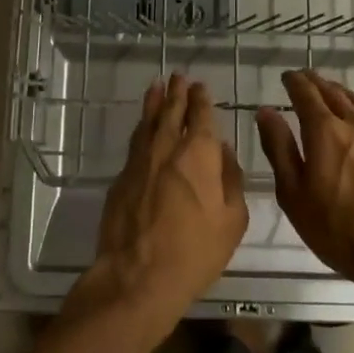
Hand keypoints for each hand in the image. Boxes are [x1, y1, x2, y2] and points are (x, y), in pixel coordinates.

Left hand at [75, 74, 246, 333]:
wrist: (138, 276)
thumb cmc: (195, 252)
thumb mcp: (232, 221)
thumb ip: (231, 180)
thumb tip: (222, 152)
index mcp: (198, 154)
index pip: (201, 115)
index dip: (201, 99)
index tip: (200, 87)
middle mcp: (167, 147)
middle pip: (171, 111)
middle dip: (176, 93)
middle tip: (178, 76)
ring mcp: (140, 160)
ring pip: (148, 122)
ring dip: (154, 102)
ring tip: (156, 87)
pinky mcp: (121, 177)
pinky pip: (135, 142)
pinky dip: (142, 128)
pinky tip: (143, 127)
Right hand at [256, 70, 353, 303]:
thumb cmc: (338, 230)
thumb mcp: (294, 195)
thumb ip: (279, 149)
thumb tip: (266, 111)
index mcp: (324, 130)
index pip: (305, 93)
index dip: (294, 82)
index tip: (286, 77)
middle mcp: (353, 122)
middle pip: (331, 92)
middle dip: (315, 83)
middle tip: (304, 79)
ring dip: (340, 91)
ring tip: (330, 91)